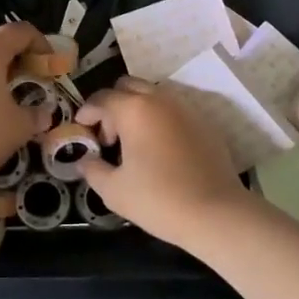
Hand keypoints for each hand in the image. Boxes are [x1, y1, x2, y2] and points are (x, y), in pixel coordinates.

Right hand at [77, 79, 251, 251]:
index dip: (87, 112)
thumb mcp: (113, 191)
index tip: (82, 130)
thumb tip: (85, 160)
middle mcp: (159, 99)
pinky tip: (160, 149)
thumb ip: (93, 170)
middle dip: (112, 105)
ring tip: (134, 143)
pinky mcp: (204, 122)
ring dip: (137, 109)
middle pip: (127, 86)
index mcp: (133, 109)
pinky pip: (173, 110)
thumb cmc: (158, 199)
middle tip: (109, 136)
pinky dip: (159, 119)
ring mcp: (185, 108)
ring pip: (153, 95)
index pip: (101, 98)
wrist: (216, 213)